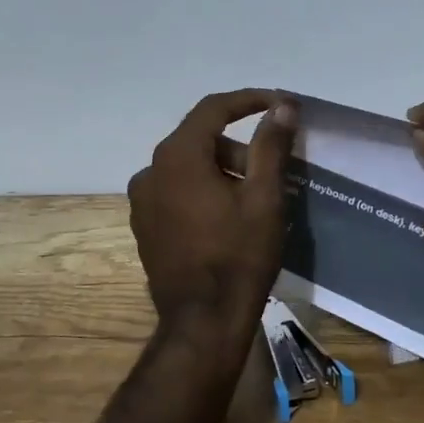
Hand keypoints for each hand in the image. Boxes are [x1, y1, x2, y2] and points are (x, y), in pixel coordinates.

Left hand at [128, 90, 297, 337]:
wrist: (203, 321)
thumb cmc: (239, 256)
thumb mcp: (264, 198)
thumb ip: (271, 146)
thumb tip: (282, 107)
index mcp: (177, 157)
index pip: (213, 109)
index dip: (248, 101)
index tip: (279, 103)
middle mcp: (150, 171)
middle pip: (199, 139)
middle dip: (237, 146)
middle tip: (271, 167)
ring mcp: (141, 201)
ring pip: (186, 167)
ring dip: (220, 170)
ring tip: (253, 198)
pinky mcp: (143, 226)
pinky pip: (175, 192)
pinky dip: (201, 191)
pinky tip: (225, 218)